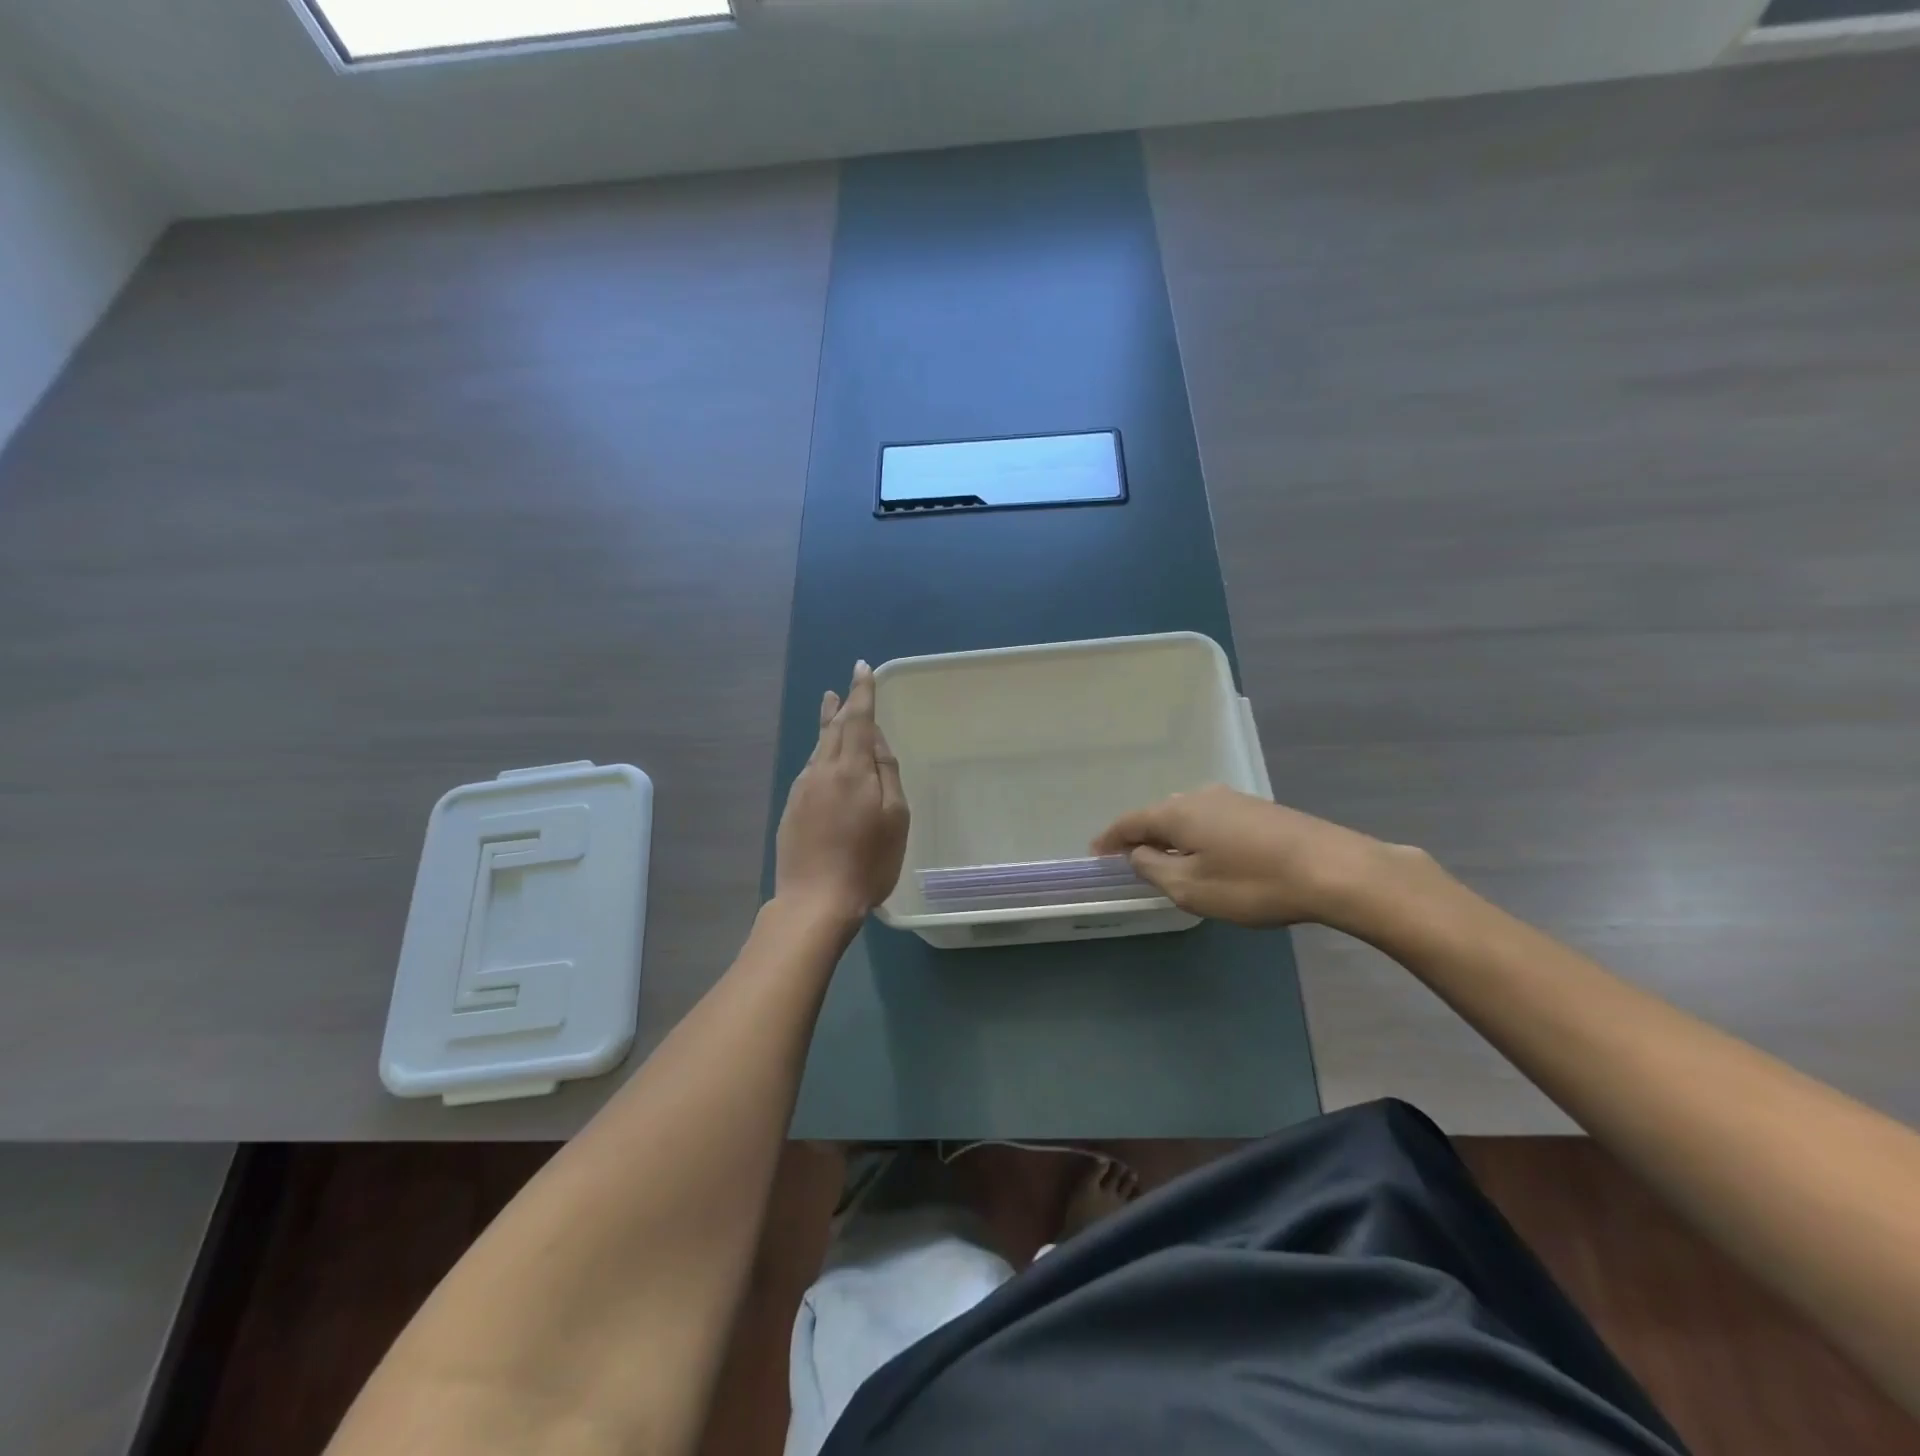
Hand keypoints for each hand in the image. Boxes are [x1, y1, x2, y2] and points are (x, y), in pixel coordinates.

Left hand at [774, 661, 910, 927]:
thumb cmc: (868, 861)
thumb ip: (886, 772)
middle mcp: (821, 771)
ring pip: (817, 749)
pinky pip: (810, 770)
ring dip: (826, 727)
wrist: (814, 901)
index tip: (862, 668)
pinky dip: (820, 754)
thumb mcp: (894, 817)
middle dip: (840, 706)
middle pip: (831, 729)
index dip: (862, 692)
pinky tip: (823, 760)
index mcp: (850, 768)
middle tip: (843, 688)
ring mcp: (802, 790)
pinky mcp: (791, 810)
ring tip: (831, 710)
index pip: (857, 719)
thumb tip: (874, 738)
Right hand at [1091, 784, 1421, 931]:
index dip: (1109, 839)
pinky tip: (1210, 856)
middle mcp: (1201, 796)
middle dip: (1142, 838)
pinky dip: (1199, 837)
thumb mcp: (1191, 888)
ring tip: (1170, 863)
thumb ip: (1154, 869)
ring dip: (1173, 838)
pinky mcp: (1260, 810)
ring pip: (1188, 817)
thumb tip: (1138, 853)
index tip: (1095, 854)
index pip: (1130, 822)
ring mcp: (1233, 799)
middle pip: (1159, 815)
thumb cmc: (1253, 883)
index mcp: (1177, 812)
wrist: (1335, 870)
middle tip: (1131, 863)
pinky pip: (1213, 820)